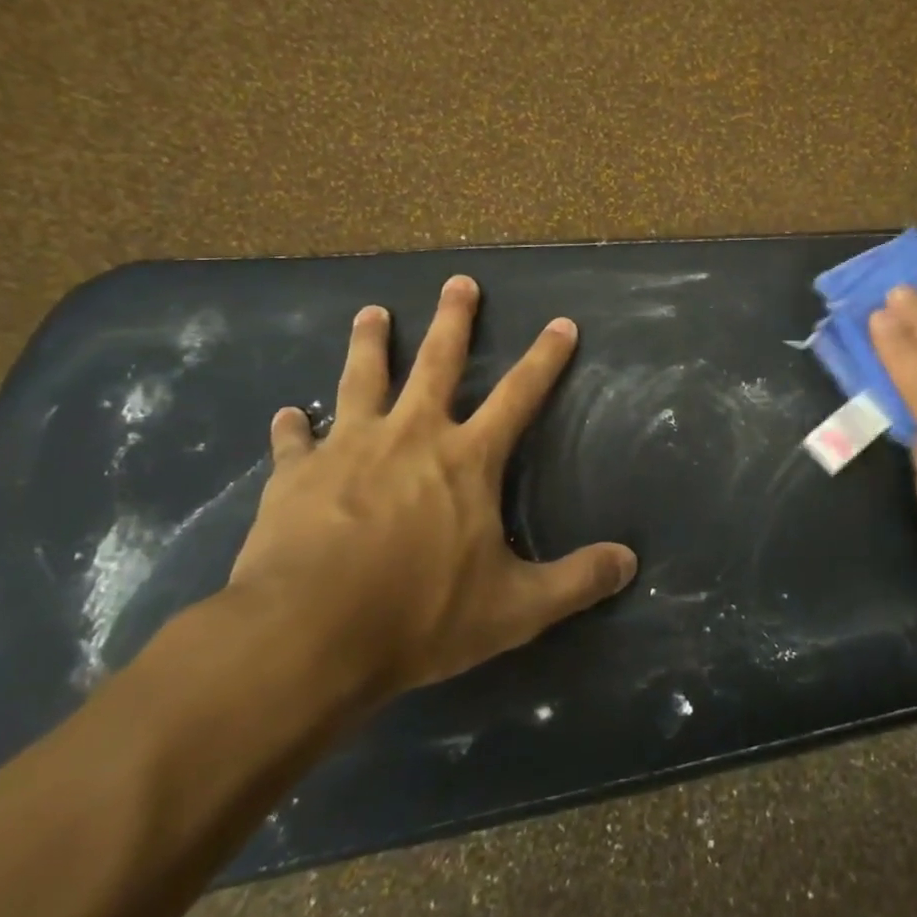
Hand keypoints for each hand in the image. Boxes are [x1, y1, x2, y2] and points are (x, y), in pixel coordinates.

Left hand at [227, 276, 637, 707]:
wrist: (306, 635)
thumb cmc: (419, 614)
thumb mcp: (514, 608)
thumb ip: (576, 581)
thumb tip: (630, 562)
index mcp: (466, 459)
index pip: (519, 395)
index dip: (545, 358)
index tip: (562, 323)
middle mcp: (411, 436)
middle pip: (437, 363)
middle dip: (453, 320)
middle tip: (459, 282)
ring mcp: (348, 449)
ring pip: (362, 379)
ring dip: (369, 344)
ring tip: (372, 313)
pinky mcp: (295, 475)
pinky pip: (293, 441)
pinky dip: (291, 427)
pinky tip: (285, 415)